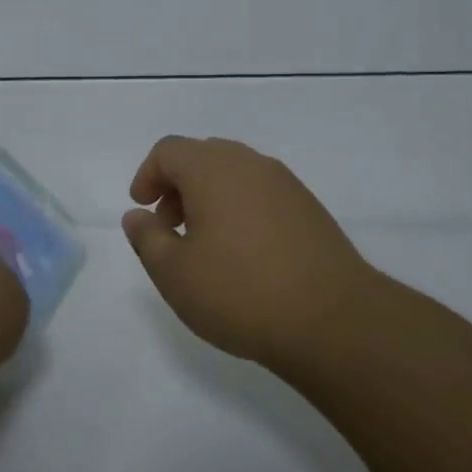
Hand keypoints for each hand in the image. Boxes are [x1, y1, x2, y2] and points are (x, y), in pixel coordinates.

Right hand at [122, 135, 388, 368]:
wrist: (334, 321)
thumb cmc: (240, 292)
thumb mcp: (174, 273)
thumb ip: (147, 238)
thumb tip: (137, 216)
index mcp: (213, 170)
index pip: (169, 150)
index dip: (147, 175)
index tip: (142, 209)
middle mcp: (250, 164)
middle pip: (202, 156)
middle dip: (177, 185)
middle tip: (169, 227)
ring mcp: (285, 184)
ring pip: (234, 173)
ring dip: (209, 197)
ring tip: (204, 244)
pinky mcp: (309, 209)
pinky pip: (261, 193)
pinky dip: (239, 208)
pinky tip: (242, 253)